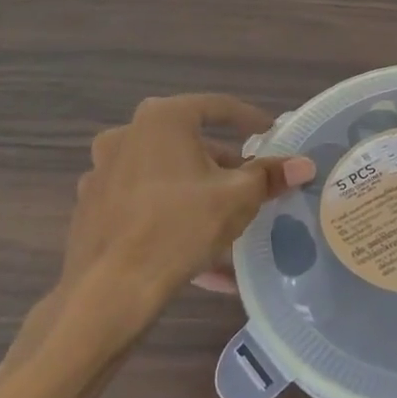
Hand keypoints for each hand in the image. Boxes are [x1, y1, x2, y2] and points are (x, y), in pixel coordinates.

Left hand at [55, 95, 313, 357]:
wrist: (110, 291)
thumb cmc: (180, 227)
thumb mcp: (238, 198)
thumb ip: (270, 176)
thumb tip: (304, 164)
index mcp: (162, 120)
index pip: (217, 106)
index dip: (250, 120)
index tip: (271, 135)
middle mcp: (126, 136)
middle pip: (188, 142)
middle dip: (223, 163)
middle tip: (249, 183)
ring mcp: (103, 172)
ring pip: (165, 174)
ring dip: (197, 191)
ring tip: (227, 219)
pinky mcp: (92, 208)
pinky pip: (144, 204)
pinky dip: (172, 216)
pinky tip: (197, 251)